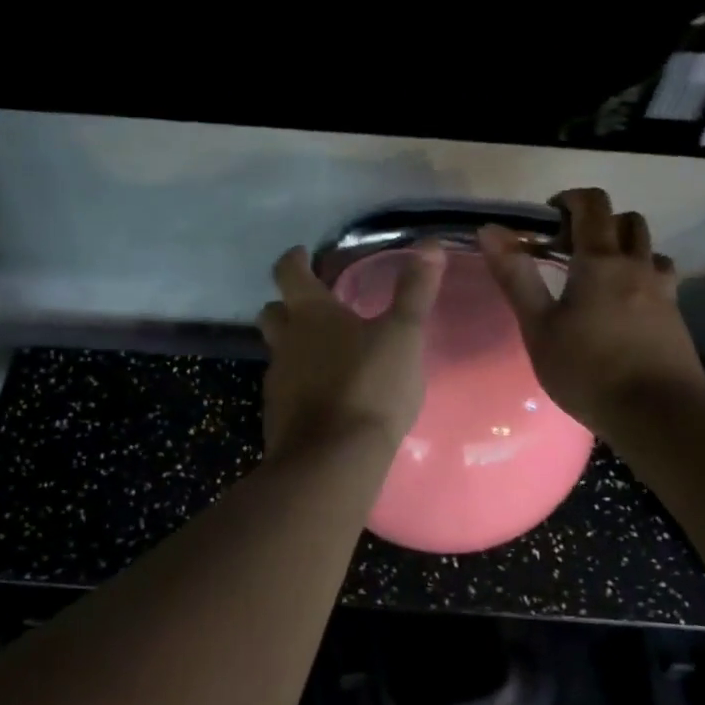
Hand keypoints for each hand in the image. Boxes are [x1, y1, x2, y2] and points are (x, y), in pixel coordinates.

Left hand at [257, 244, 446, 459]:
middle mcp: (286, 343)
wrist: (333, 460)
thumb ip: (415, 292)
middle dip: (288, 305)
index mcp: (311, 314)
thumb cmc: (370, 386)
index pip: (289, 273)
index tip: (303, 254)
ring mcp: (278, 382)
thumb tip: (430, 245)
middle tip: (313, 307)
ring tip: (327, 355)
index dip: (295, 260)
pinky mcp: (279, 417)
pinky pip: (287, 390)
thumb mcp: (403, 336)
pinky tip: (327, 397)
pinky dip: (302, 385)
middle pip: (273, 313)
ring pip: (279, 354)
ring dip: (296, 348)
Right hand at [479, 188, 704, 436]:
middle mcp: (638, 265)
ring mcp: (664, 291)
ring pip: (649, 249)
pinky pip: (660, 279)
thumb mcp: (539, 327)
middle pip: (627, 220)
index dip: (569, 199)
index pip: (592, 205)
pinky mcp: (676, 317)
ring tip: (599, 278)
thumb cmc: (588, 370)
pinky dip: (640, 277)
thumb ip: (516, 277)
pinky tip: (623, 308)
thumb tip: (489, 230)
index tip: (547, 218)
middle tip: (569, 251)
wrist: (658, 414)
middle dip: (598, 223)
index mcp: (601, 261)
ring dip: (625, 249)